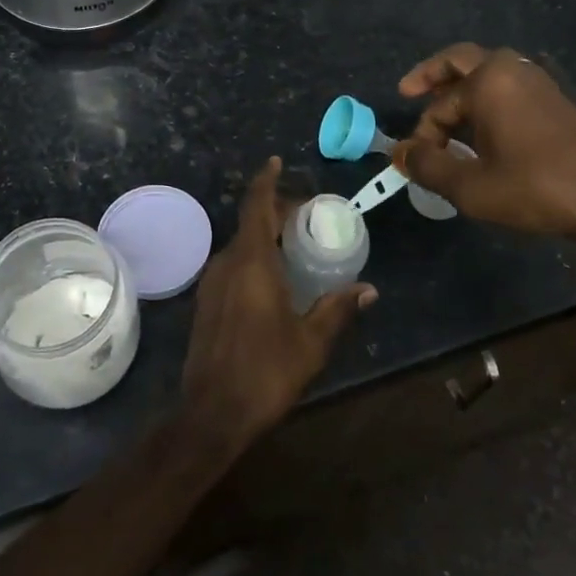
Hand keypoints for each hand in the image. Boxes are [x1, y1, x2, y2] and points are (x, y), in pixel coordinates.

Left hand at [179, 157, 376, 454]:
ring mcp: (211, 283)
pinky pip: (233, 264)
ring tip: (295, 243)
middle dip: (276, 210)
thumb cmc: (265, 372)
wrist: (211, 414)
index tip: (277, 161)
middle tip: (307, 215)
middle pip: (250, 222)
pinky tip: (274, 277)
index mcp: (251, 263)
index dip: (266, 180)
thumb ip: (338, 310)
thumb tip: (369, 290)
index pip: (256, 205)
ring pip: (240, 244)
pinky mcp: (206, 302)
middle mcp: (227, 263)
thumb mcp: (311, 342)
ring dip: (264, 235)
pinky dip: (254, 256)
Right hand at [392, 44, 575, 260]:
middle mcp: (513, 71)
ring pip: (487, 73)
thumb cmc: (534, 188)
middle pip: (461, 60)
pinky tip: (482, 130)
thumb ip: (428, 166)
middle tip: (409, 92)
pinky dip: (486, 98)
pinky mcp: (555, 102)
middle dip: (433, 76)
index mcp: (489, 81)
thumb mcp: (470, 186)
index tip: (415, 161)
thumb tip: (400, 153)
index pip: (439, 104)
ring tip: (444, 116)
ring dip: (461, 89)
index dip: (422, 133)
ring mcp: (538, 83)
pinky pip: (509, 88)